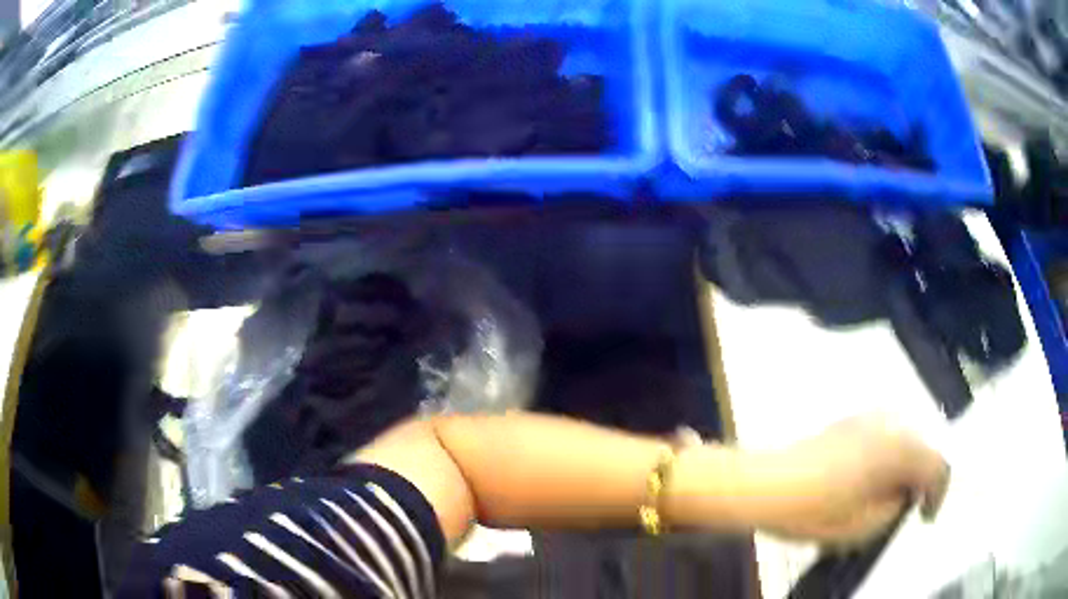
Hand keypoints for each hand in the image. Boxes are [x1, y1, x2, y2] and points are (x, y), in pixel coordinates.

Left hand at [761, 415, 949, 544]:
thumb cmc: (817, 510)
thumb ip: (895, 507)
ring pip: (902, 441)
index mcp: (901, 449)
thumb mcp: (864, 525)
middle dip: (919, 479)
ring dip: (902, 467)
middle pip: (921, 449)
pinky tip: (868, 479)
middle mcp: (891, 423)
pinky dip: (885, 457)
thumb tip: (903, 495)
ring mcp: (869, 417)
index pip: (937, 466)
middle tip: (909, 507)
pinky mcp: (849, 420)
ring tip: (887, 495)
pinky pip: (882, 437)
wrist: (768, 484)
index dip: (938, 494)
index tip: (926, 516)